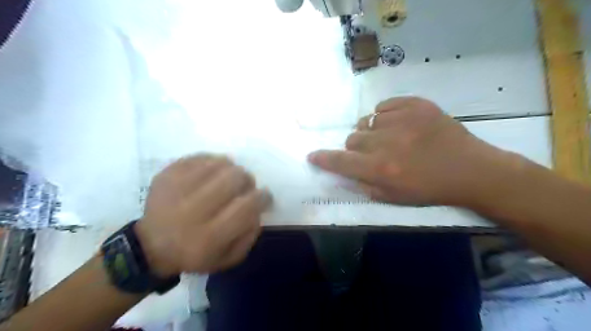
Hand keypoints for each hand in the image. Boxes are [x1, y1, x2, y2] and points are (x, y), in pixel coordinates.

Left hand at [133, 154, 271, 276]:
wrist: (151, 247)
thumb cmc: (195, 255)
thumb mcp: (228, 258)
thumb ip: (250, 235)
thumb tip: (258, 207)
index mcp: (208, 237)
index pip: (246, 206)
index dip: (262, 197)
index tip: (265, 196)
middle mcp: (191, 211)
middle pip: (234, 178)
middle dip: (247, 180)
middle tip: (246, 186)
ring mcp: (175, 189)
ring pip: (219, 164)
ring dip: (232, 169)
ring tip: (228, 179)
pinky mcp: (166, 175)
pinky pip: (200, 157)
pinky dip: (213, 162)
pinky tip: (213, 173)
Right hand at [308, 95, 518, 205]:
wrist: (471, 170)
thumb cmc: (429, 189)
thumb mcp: (393, 198)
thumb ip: (363, 184)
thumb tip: (343, 172)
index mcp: (380, 169)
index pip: (340, 161)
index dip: (323, 158)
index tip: (313, 155)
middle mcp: (386, 143)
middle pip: (352, 139)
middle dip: (356, 148)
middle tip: (372, 153)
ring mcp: (402, 120)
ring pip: (367, 121)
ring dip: (372, 132)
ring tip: (389, 138)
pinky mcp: (416, 104)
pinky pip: (385, 106)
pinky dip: (386, 115)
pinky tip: (400, 125)